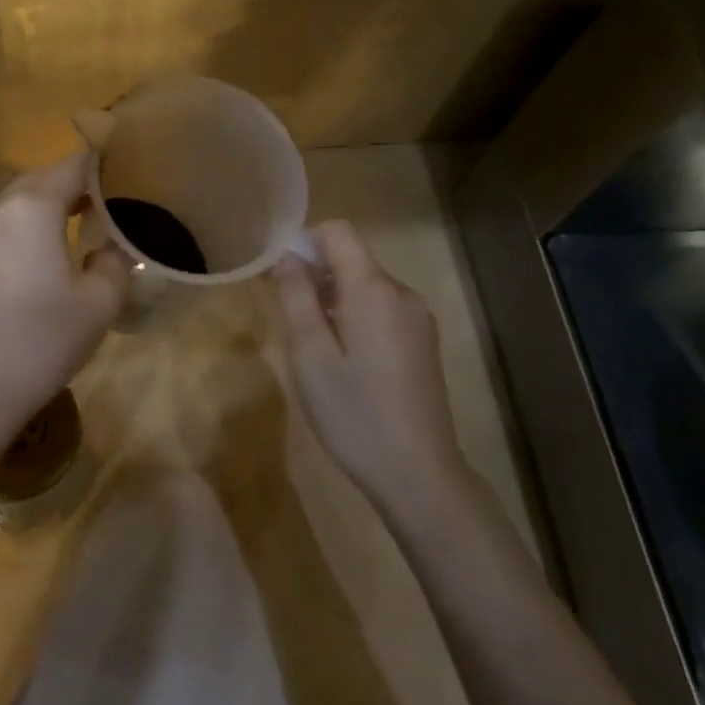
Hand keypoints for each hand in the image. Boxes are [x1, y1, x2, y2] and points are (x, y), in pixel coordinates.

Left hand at [0, 153, 128, 437]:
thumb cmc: (42, 340)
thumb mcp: (99, 303)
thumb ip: (116, 263)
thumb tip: (111, 249)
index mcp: (32, 208)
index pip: (74, 166)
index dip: (103, 167)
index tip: (127, 178)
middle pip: (41, 181)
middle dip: (74, 189)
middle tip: (106, 209)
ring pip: (15, 205)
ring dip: (45, 211)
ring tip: (74, 234)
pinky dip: (20, 232)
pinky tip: (35, 262)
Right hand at [269, 221, 465, 508]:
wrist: (418, 472)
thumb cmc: (353, 413)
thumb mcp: (310, 355)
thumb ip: (295, 297)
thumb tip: (285, 256)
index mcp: (372, 288)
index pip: (337, 231)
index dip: (303, 242)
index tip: (280, 278)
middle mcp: (401, 292)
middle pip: (351, 258)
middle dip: (315, 276)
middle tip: (290, 321)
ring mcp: (417, 317)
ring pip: (366, 286)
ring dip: (334, 300)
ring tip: (315, 348)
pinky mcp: (423, 341)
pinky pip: (382, 309)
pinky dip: (356, 317)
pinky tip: (346, 362)